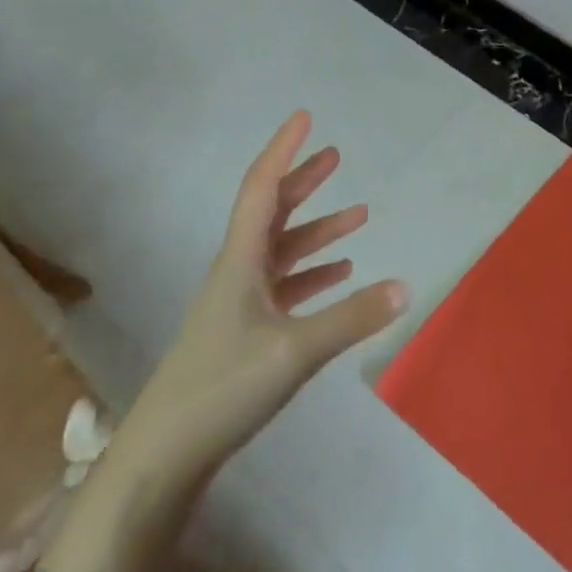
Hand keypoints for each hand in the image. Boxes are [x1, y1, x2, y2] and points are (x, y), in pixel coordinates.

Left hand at [112, 111, 407, 479]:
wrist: (165, 453)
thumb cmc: (223, 387)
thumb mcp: (294, 351)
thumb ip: (351, 318)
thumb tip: (406, 286)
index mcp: (240, 260)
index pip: (262, 188)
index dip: (283, 150)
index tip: (304, 118)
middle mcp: (238, 270)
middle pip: (273, 211)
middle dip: (304, 181)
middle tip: (336, 155)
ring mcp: (240, 301)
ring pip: (283, 250)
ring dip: (317, 230)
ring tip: (358, 214)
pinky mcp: (245, 330)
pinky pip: (285, 285)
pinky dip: (313, 273)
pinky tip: (340, 274)